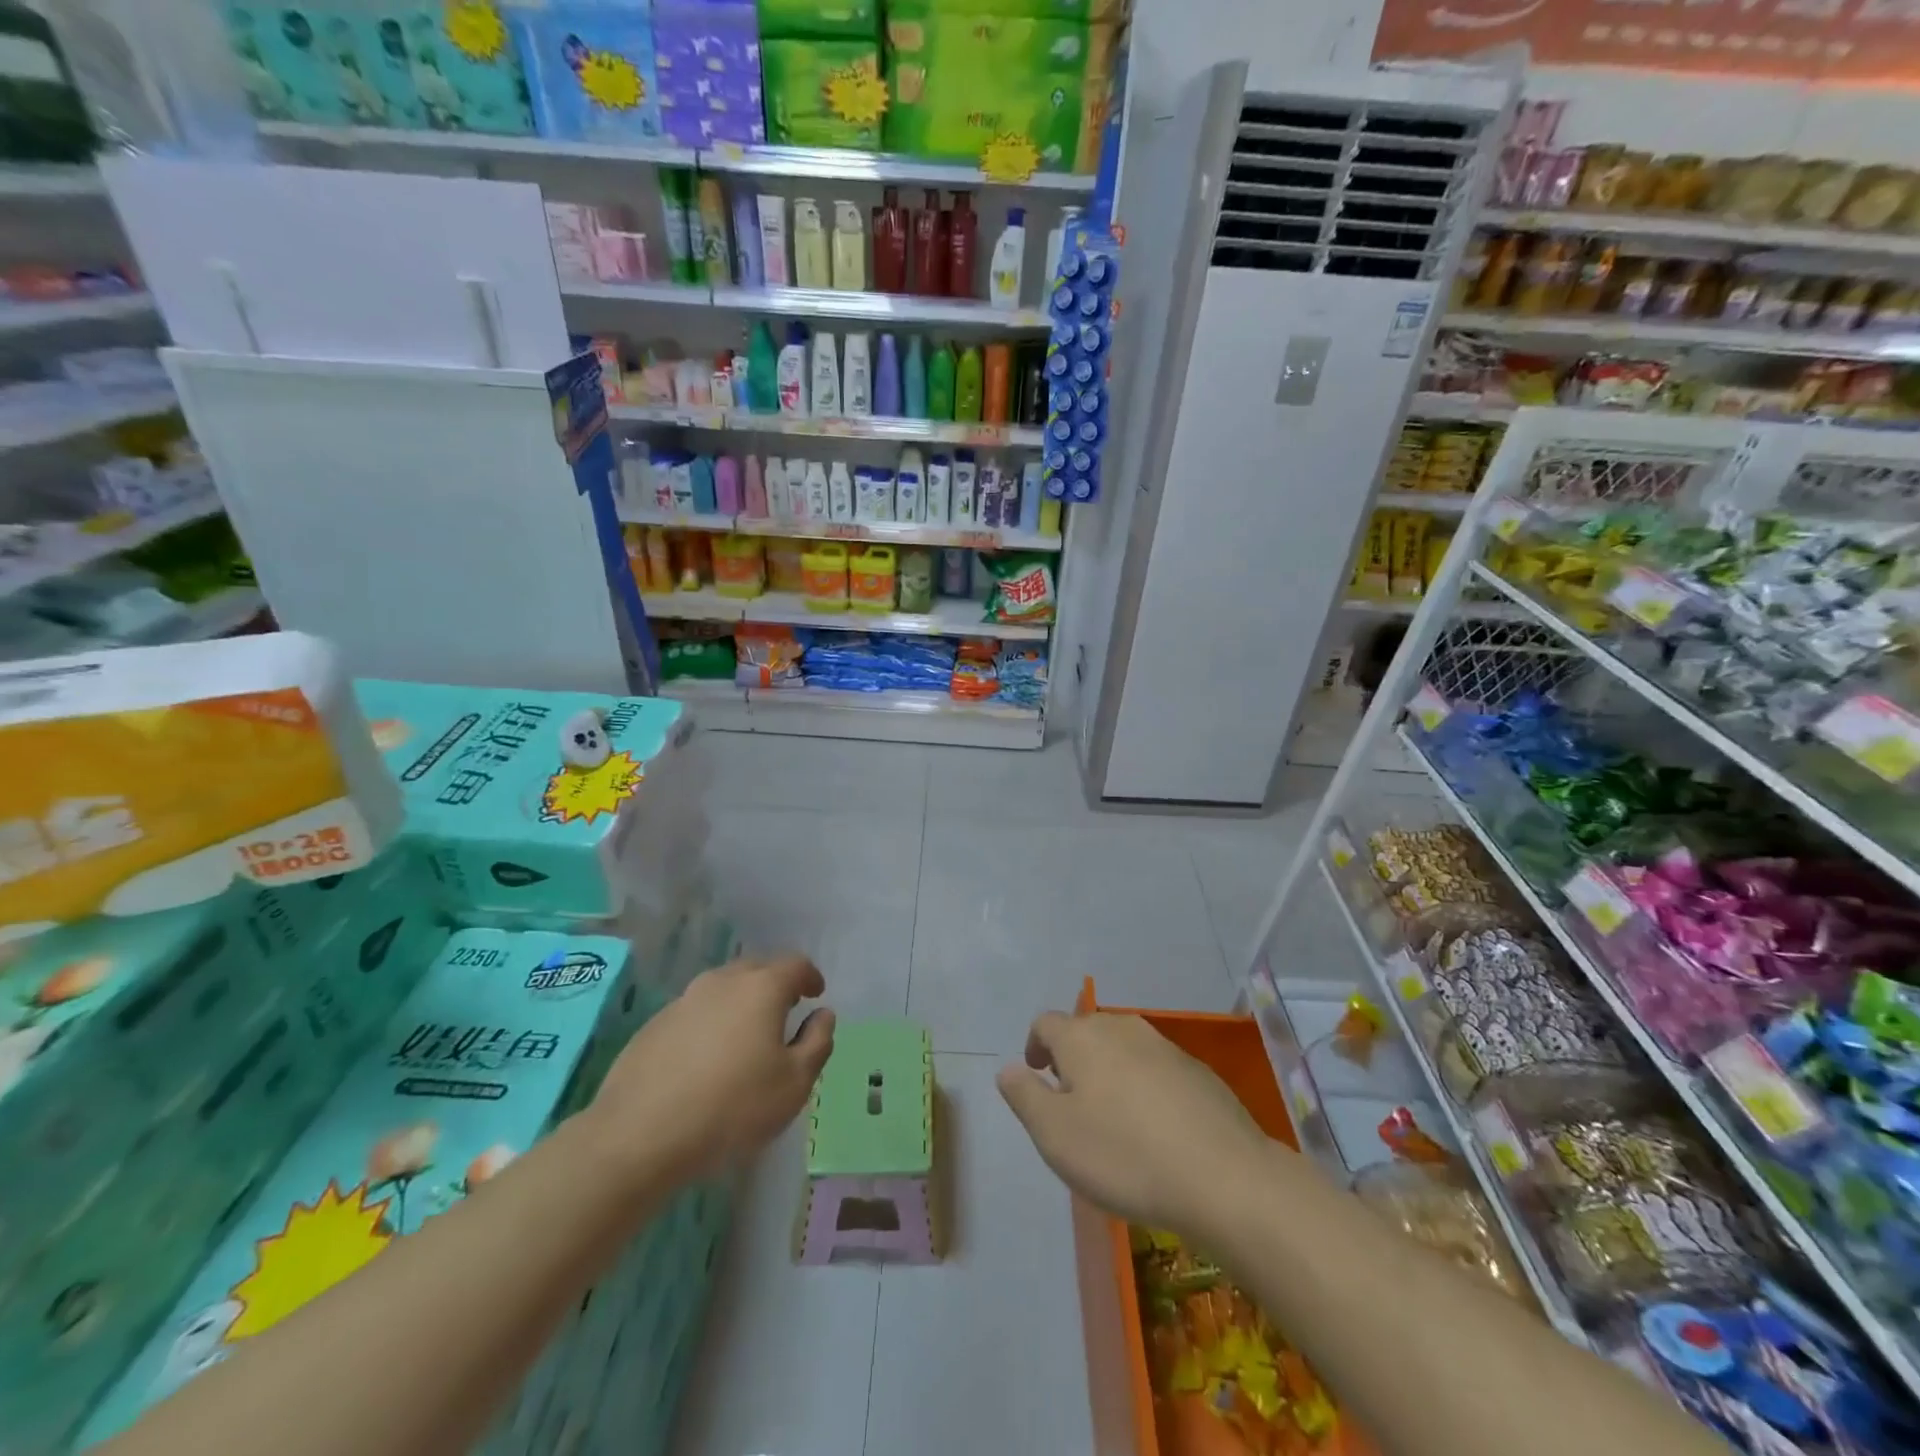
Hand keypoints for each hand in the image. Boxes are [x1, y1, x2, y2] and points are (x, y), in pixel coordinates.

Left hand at [590, 954, 835, 1184]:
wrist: (639, 1136)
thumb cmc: (732, 1107)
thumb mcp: (794, 1084)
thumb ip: (817, 1042)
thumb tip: (822, 1015)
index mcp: (762, 988)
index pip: (795, 964)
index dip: (810, 976)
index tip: (816, 994)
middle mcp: (723, 981)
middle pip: (757, 968)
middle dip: (776, 984)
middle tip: (785, 1012)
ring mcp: (684, 1000)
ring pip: (723, 988)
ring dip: (740, 1002)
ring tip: (746, 1036)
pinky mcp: (654, 1025)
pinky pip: (695, 1012)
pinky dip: (710, 1023)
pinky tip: (707, 1058)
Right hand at [998, 1011, 1277, 1237]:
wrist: (1224, 1177)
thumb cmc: (1124, 1155)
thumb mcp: (1055, 1135)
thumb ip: (1025, 1096)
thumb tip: (1008, 1069)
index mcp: (1082, 1037)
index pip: (1045, 1023)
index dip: (1034, 1045)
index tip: (1035, 1073)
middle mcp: (1122, 1029)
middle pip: (1086, 1031)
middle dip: (1072, 1057)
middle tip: (1069, 1100)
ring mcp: (1165, 1047)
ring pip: (1123, 1048)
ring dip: (1109, 1071)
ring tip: (1110, 1116)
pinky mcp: (1198, 1072)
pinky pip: (1156, 1069)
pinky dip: (1144, 1086)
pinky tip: (1154, 1128)